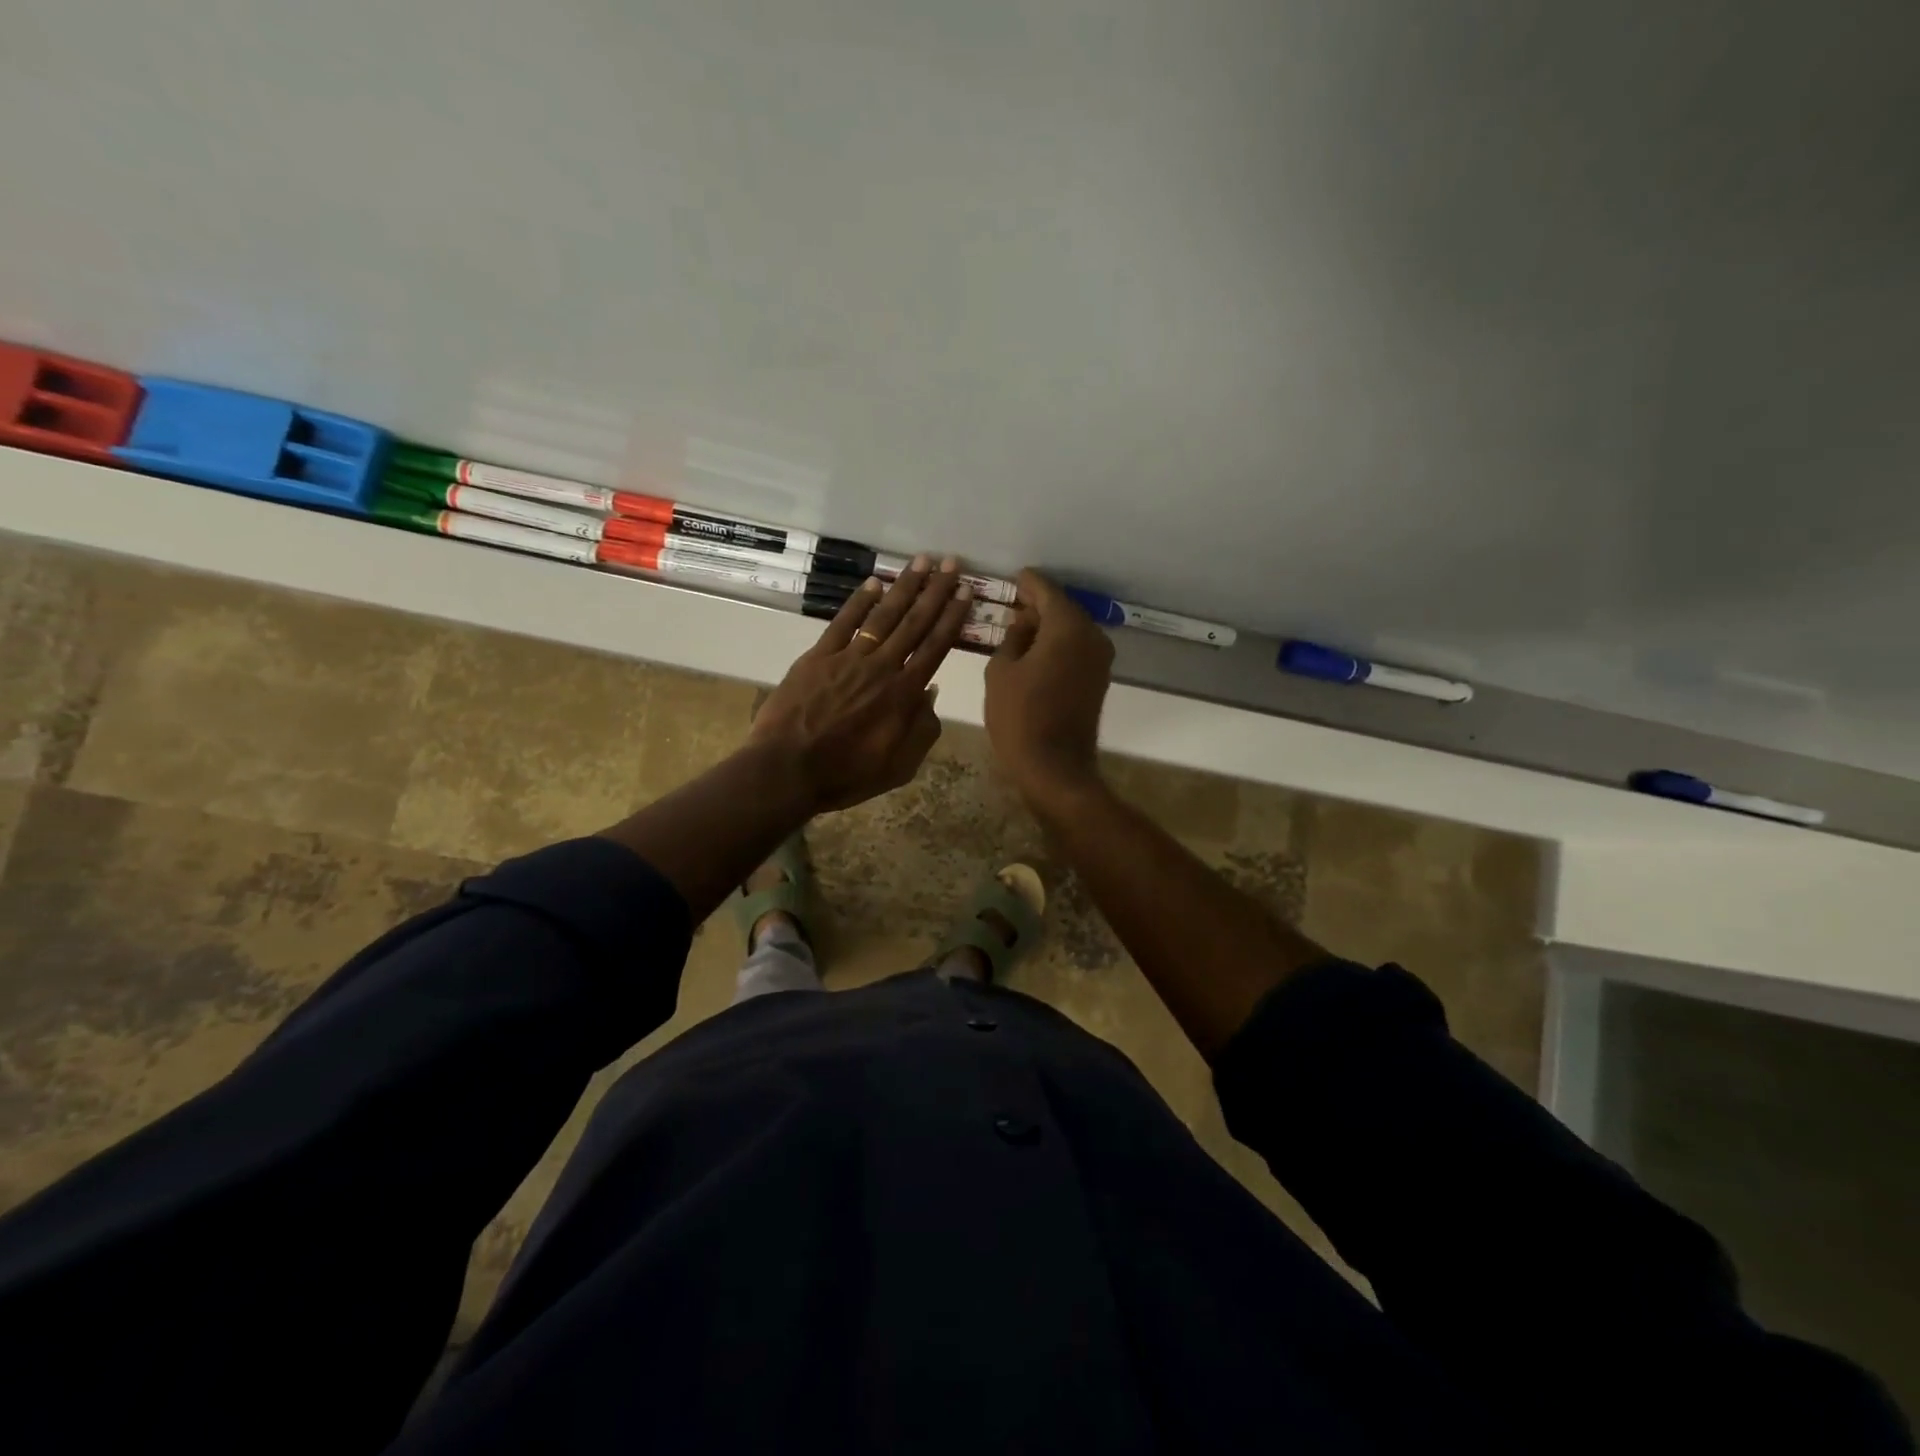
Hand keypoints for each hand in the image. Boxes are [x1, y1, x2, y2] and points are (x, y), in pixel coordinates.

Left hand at [751, 557, 972, 812]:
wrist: (788, 770)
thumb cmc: (847, 774)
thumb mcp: (900, 767)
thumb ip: (923, 730)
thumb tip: (932, 691)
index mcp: (904, 695)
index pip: (935, 647)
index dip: (952, 618)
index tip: (966, 592)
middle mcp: (882, 667)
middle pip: (914, 623)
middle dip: (936, 591)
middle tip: (951, 563)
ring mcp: (848, 658)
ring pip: (883, 616)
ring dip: (905, 587)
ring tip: (921, 562)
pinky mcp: (818, 656)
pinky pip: (843, 622)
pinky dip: (860, 600)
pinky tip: (875, 582)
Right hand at [985, 569, 1113, 803]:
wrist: (1054, 767)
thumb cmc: (1019, 716)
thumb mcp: (1001, 670)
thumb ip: (1012, 637)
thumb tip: (1023, 622)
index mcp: (1067, 627)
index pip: (1046, 591)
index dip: (1027, 583)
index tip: (1013, 578)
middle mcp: (1091, 636)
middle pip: (1063, 609)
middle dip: (1037, 605)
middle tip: (1011, 604)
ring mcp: (1100, 659)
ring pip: (1071, 630)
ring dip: (1047, 626)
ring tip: (1018, 628)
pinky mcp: (1099, 679)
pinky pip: (1076, 649)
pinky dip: (1057, 644)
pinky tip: (1034, 651)